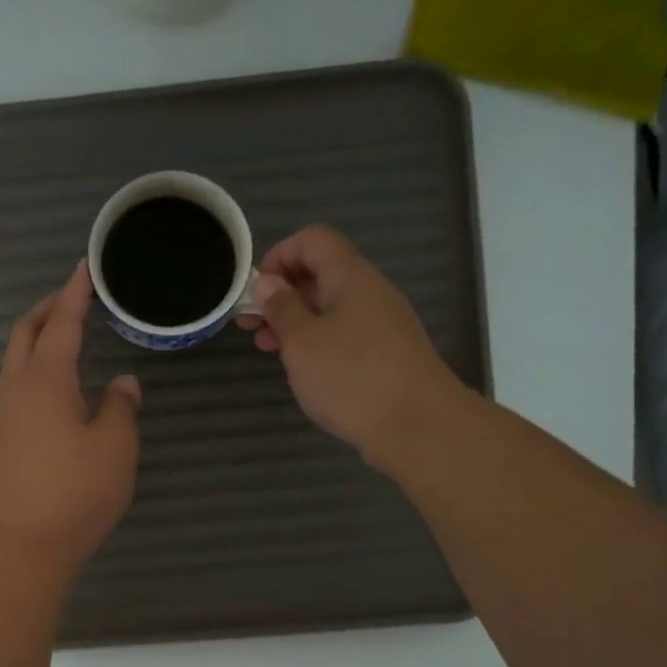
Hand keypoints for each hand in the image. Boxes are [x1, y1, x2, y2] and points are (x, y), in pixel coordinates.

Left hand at [0, 261, 141, 580]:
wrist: (26, 544)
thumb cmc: (76, 490)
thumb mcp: (114, 445)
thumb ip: (120, 407)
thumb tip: (122, 384)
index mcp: (45, 378)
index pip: (61, 322)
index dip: (75, 293)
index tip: (86, 267)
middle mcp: (18, 387)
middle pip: (25, 332)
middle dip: (48, 308)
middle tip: (76, 297)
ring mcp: (7, 414)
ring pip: (17, 359)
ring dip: (39, 337)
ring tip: (70, 333)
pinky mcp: (6, 438)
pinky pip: (20, 384)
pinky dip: (38, 366)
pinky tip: (62, 383)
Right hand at [236, 225, 455, 471]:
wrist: (417, 425)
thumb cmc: (352, 377)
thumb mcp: (302, 341)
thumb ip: (281, 308)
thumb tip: (267, 282)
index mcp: (350, 277)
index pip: (313, 240)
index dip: (279, 255)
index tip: (254, 289)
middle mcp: (369, 292)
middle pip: (320, 273)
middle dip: (280, 293)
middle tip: (248, 323)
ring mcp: (380, 324)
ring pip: (330, 308)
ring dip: (294, 322)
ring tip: (266, 348)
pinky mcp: (384, 355)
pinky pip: (343, 334)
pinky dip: (315, 343)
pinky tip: (300, 368)